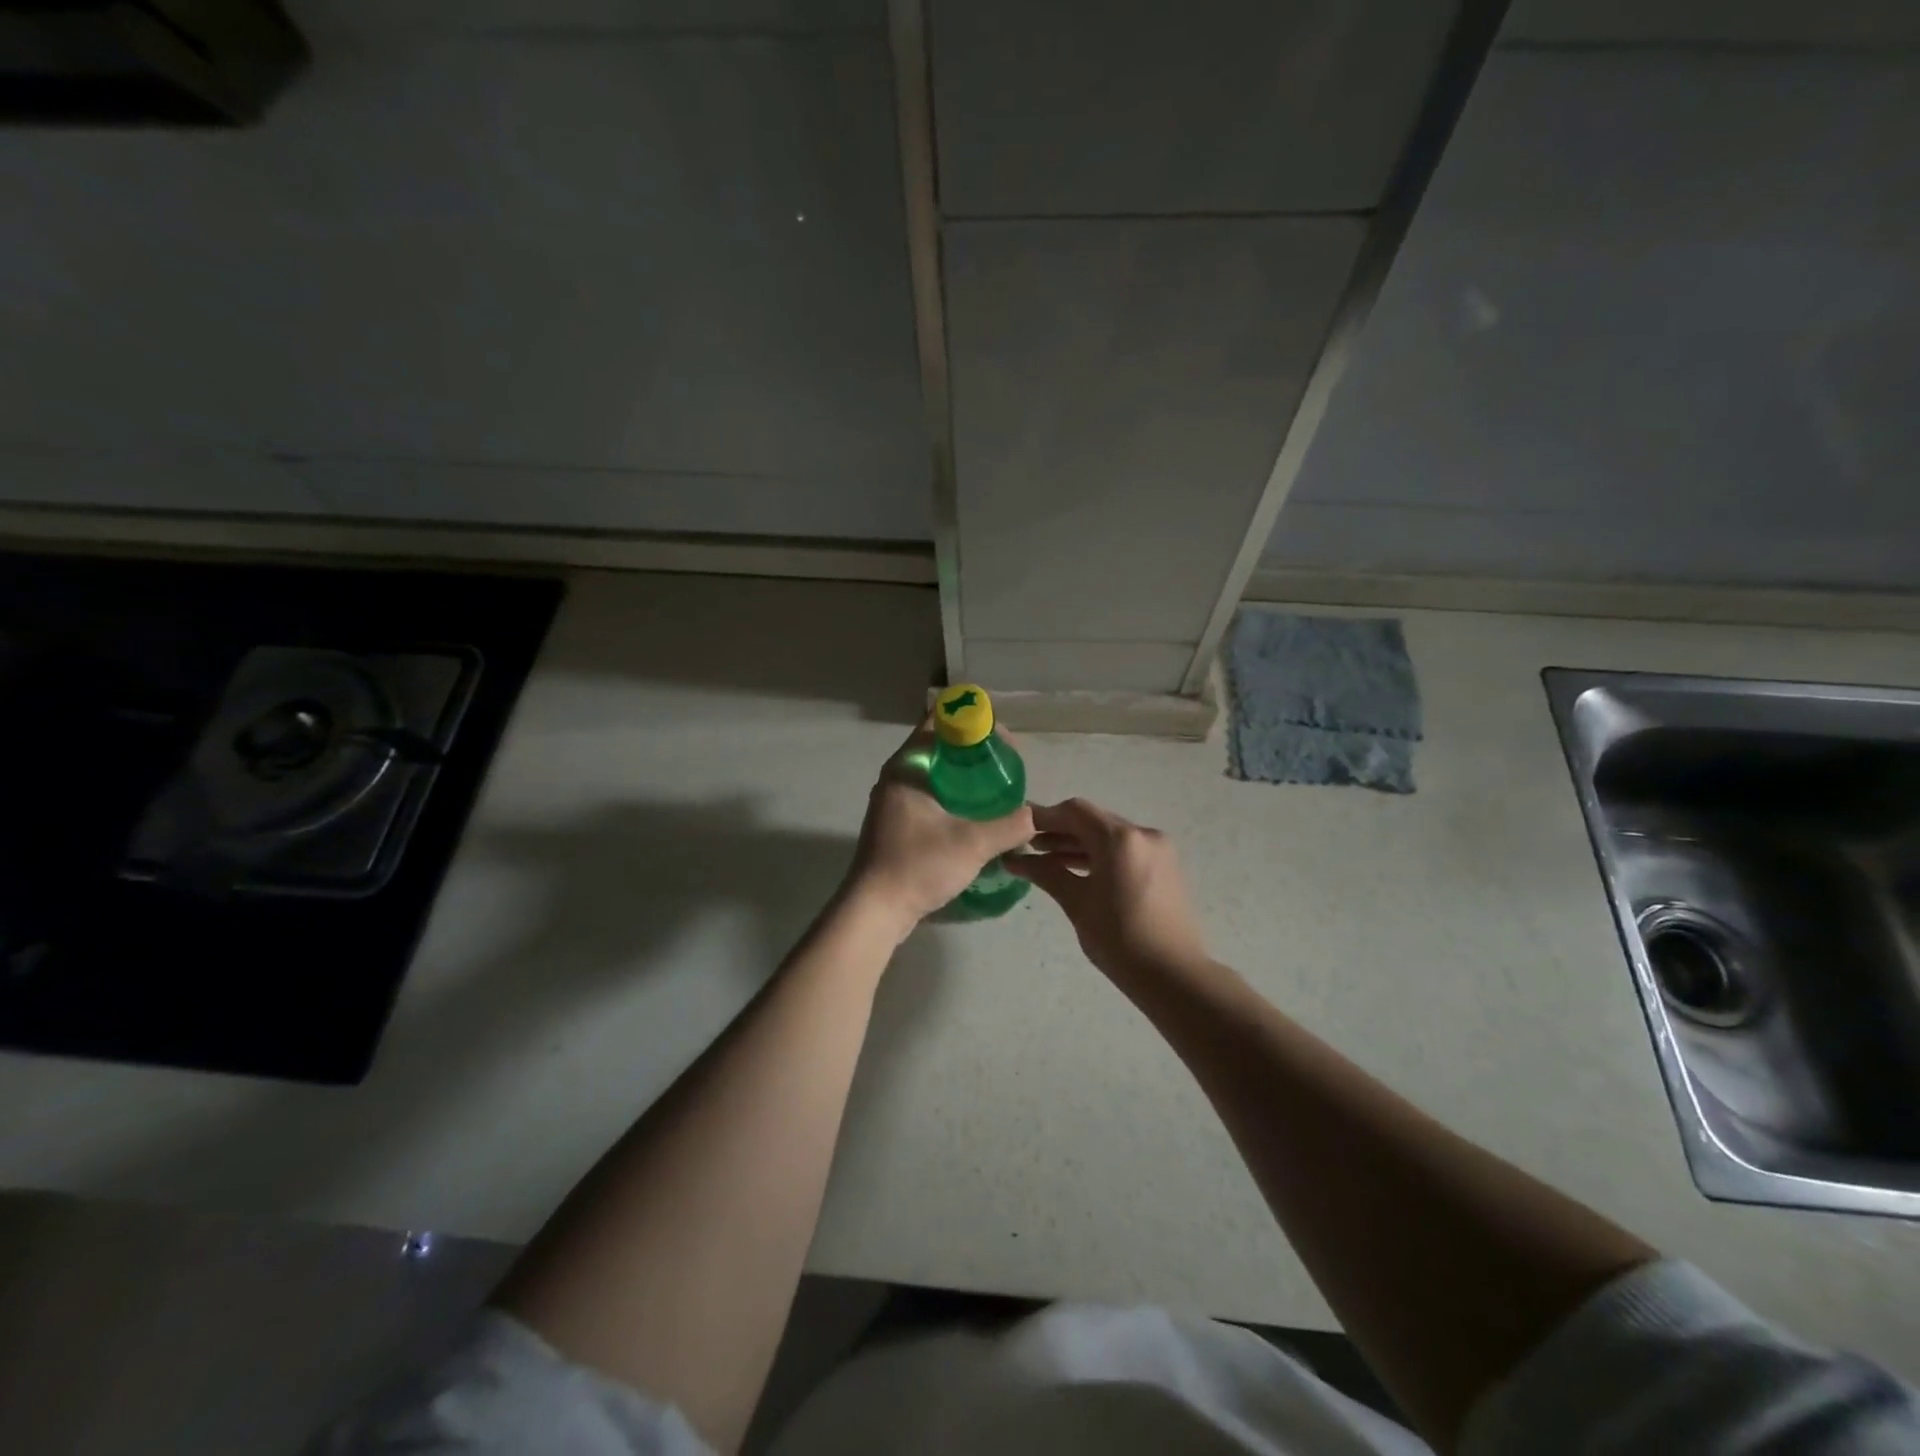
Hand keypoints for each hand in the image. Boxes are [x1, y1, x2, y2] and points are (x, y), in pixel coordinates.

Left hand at [844, 720, 1033, 939]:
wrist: (876, 910)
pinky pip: (930, 795)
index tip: (1002, 740)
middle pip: (940, 746)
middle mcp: (897, 775)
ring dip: (964, 775)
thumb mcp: (973, 844)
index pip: (939, 721)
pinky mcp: (896, 823)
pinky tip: (976, 814)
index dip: (973, 721)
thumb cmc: (918, 866)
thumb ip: (1009, 826)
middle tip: (1007, 765)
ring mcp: (893, 800)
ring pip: (935, 773)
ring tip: (997, 788)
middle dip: (974, 750)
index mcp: (908, 766)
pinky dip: (953, 796)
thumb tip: (1033, 816)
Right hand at [1007, 798, 1208, 982]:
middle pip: (1093, 821)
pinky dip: (1099, 855)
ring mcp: (1158, 850)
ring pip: (1109, 836)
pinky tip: (1075, 869)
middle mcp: (1143, 834)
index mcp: (1120, 839)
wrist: (1174, 976)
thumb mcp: (1077, 903)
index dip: (1044, 817)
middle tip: (1026, 845)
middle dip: (1059, 830)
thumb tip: (1015, 860)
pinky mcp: (1164, 867)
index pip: (1075, 812)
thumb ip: (1046, 873)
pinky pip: (1125, 851)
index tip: (1018, 828)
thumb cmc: (1119, 939)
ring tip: (1044, 858)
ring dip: (1078, 844)